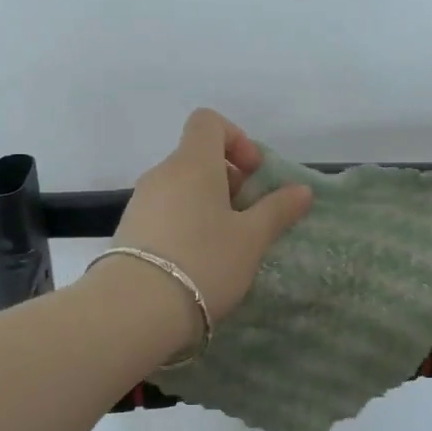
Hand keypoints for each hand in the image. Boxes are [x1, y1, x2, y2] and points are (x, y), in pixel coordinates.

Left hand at [107, 108, 313, 322]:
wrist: (135, 309)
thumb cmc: (204, 262)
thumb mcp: (251, 239)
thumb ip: (277, 210)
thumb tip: (301, 190)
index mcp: (192, 163)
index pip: (208, 121)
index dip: (236, 139)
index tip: (253, 175)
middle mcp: (162, 174)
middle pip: (198, 157)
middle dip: (229, 180)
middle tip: (247, 217)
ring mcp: (141, 202)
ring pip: (182, 187)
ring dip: (208, 204)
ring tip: (225, 244)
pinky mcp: (129, 229)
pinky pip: (165, 211)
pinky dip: (186, 222)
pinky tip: (198, 259)